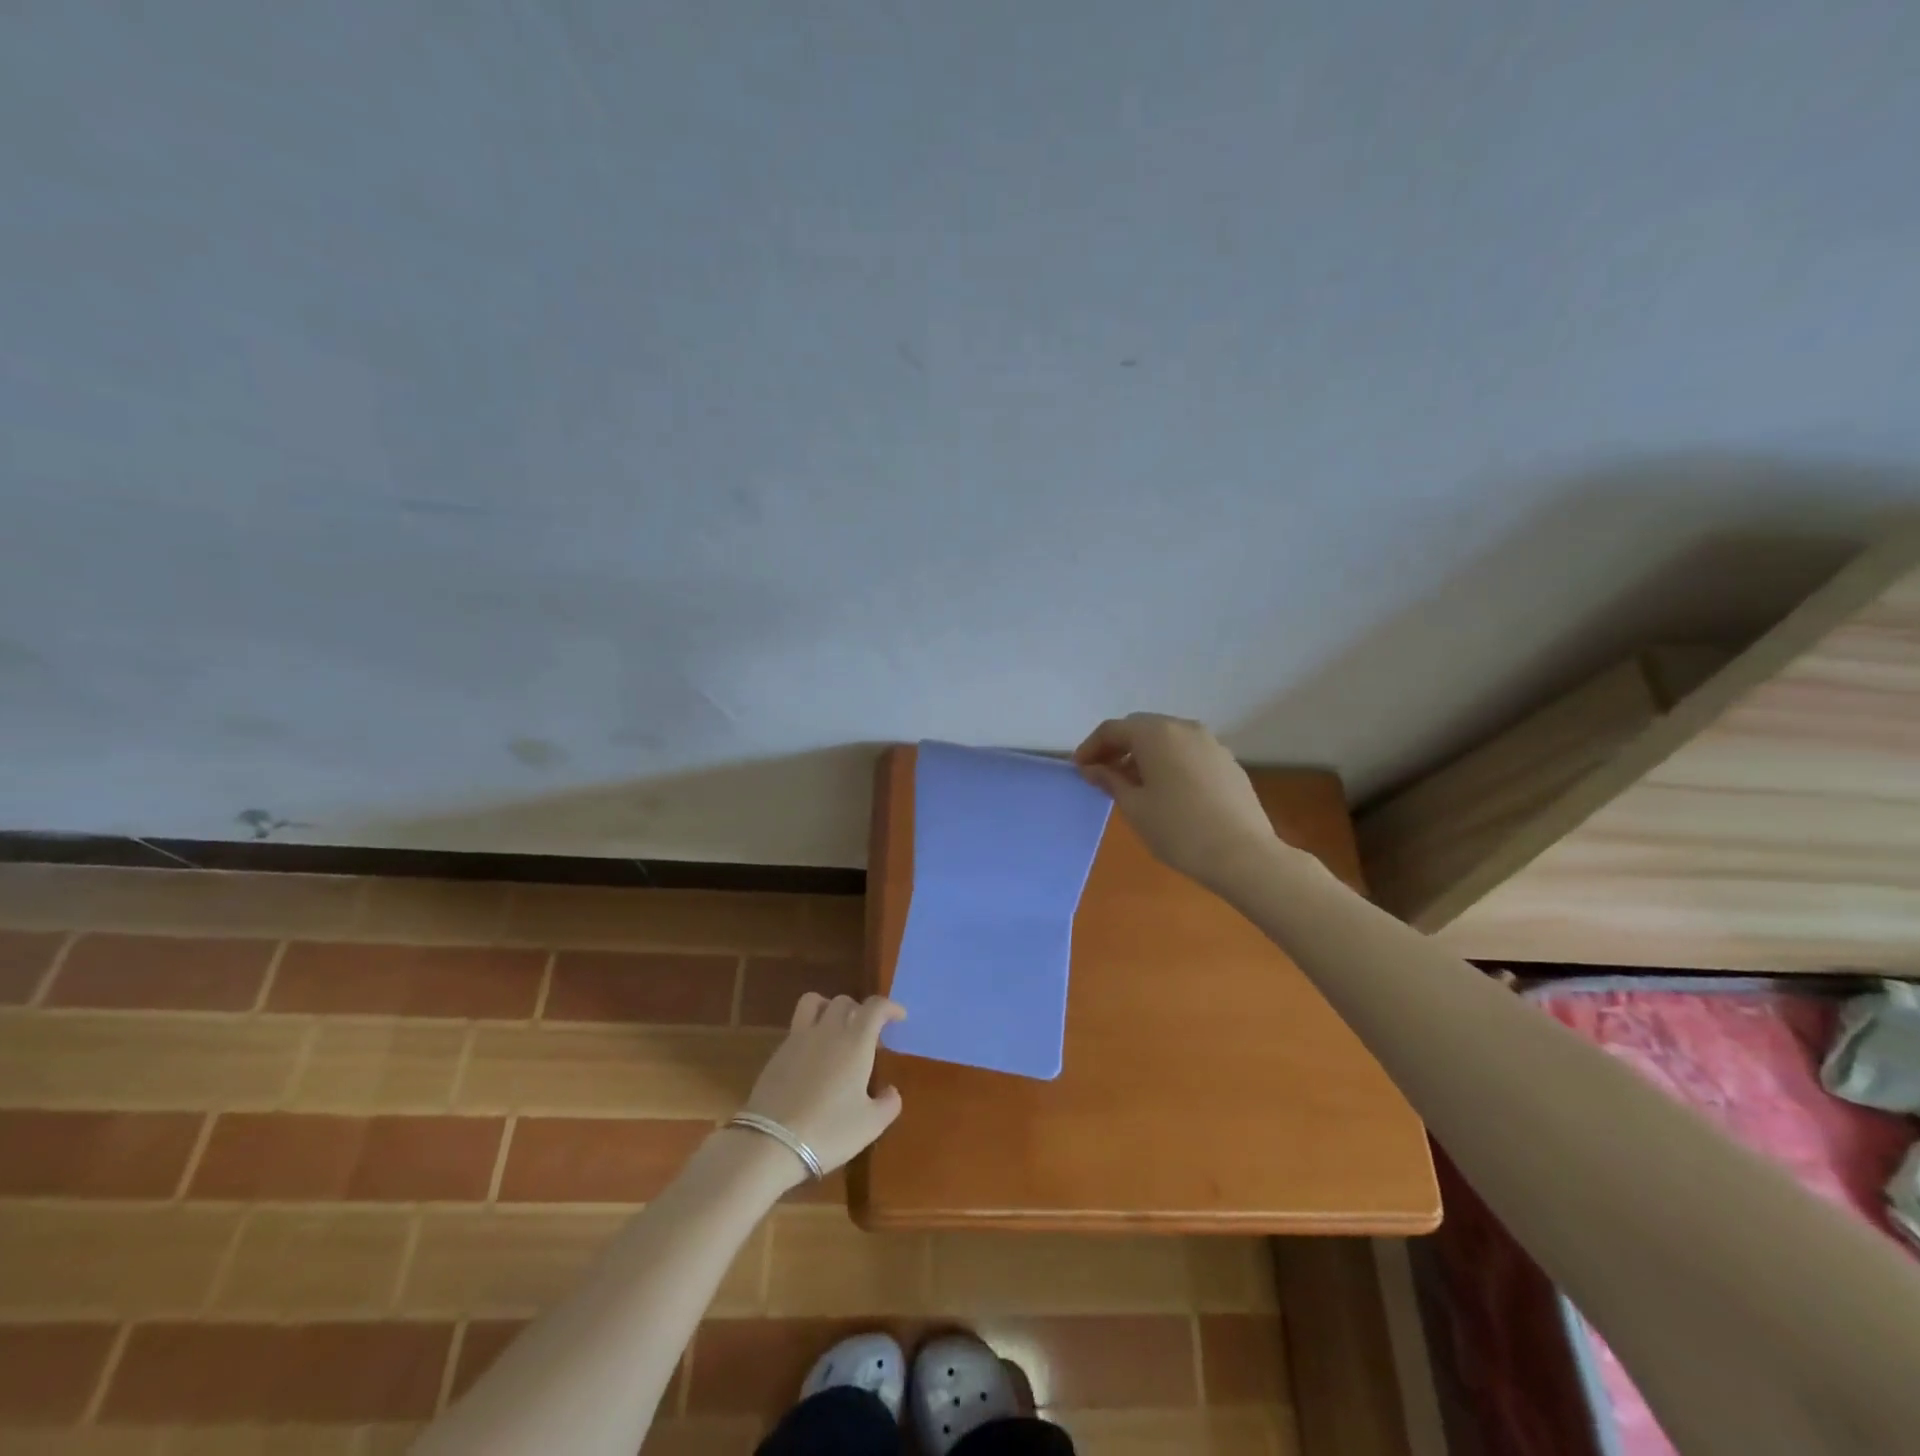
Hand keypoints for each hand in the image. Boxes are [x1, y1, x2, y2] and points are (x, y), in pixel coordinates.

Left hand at [741, 994, 905, 1175]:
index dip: (890, 1007)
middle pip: (845, 1001)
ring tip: (836, 1029)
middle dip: (861, 1011)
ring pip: (815, 1002)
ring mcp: (799, 1038)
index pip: (876, 1007)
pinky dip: (811, 1029)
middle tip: (868, 1036)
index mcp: (855, 1041)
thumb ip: (888, 1103)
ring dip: (830, 1008)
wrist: (770, 1143)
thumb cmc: (828, 1131)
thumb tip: (891, 1091)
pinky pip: (798, 1026)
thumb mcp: (870, 1125)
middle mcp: (828, 1030)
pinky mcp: (777, 1052)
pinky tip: (813, 1057)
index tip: (899, 1017)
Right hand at [1072, 712, 1279, 890]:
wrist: (1243, 855)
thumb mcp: (1134, 806)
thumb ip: (1110, 780)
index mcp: (1156, 734)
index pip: (1113, 729)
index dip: (1091, 747)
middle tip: (1101, 774)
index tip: (1079, 769)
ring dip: (1143, 754)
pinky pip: (1187, 752)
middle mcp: (1184, 728)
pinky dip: (1168, 762)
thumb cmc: (1178, 829)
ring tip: (1132, 785)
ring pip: (1166, 739)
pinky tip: (1166, 791)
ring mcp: (1211, 743)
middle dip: (1117, 747)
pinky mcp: (1227, 761)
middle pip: (1141, 728)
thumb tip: (1093, 768)